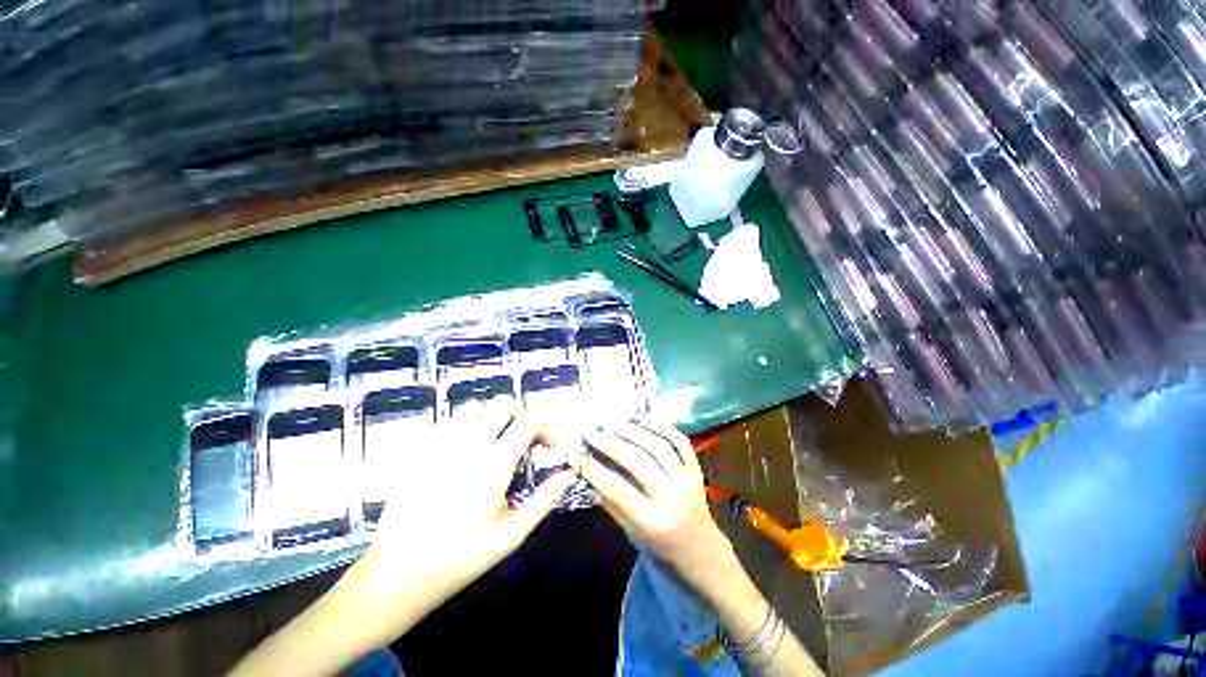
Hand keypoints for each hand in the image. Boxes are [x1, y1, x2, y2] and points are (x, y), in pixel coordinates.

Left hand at [231, 402, 574, 676]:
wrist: (397, 574)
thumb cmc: (460, 559)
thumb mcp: (511, 535)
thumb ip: (544, 499)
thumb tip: (569, 472)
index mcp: (492, 467)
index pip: (526, 423)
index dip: (544, 426)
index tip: (549, 443)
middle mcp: (467, 448)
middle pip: (500, 406)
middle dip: (521, 415)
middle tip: (525, 437)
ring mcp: (440, 447)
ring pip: (475, 409)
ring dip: (495, 418)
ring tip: (499, 441)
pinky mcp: (421, 452)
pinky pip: (451, 423)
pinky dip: (470, 426)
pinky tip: (470, 449)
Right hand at [577, 419, 737, 601]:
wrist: (705, 554)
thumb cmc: (663, 551)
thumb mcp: (633, 534)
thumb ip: (612, 503)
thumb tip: (589, 474)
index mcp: (653, 522)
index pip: (618, 489)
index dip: (595, 470)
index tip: (577, 455)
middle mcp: (672, 497)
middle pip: (639, 462)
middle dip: (611, 444)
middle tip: (592, 431)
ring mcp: (687, 480)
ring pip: (658, 447)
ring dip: (633, 431)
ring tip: (611, 422)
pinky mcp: (697, 469)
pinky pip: (680, 442)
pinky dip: (662, 427)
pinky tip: (643, 419)